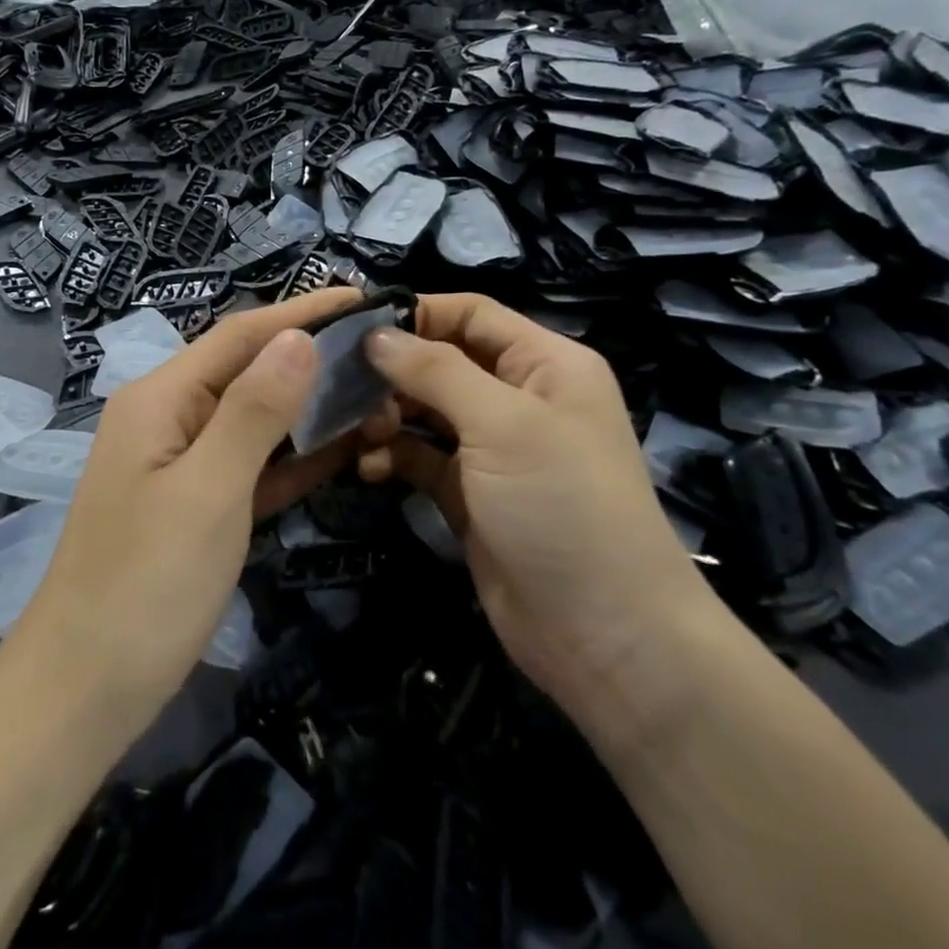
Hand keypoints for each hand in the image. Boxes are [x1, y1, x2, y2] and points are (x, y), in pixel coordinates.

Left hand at [15, 288, 369, 729]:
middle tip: (384, 354)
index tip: (364, 297)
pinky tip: (341, 450)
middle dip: (311, 358)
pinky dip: (292, 457)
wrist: (84, 688)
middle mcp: (166, 419)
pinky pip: (250, 466)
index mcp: (160, 399)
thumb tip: (299, 338)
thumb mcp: (208, 490)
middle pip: (246, 371)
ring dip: (308, 408)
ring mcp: (179, 466)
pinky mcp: (195, 508)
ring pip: (253, 420)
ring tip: (375, 396)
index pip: (240, 335)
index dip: (302, 313)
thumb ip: (253, 411)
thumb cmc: (145, 585)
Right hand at [361, 294, 713, 710]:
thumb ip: (435, 371)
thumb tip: (375, 336)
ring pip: (426, 411)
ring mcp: (494, 450)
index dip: (417, 313)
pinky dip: (394, 457)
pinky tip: (370, 469)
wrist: (605, 635)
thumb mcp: (503, 424)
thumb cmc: (562, 507)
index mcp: (545, 364)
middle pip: (442, 361)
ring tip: (359, 434)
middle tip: (344, 389)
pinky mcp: (470, 494)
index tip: (354, 328)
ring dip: (388, 416)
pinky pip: (422, 458)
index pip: (472, 314)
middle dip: (393, 372)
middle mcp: (520, 398)